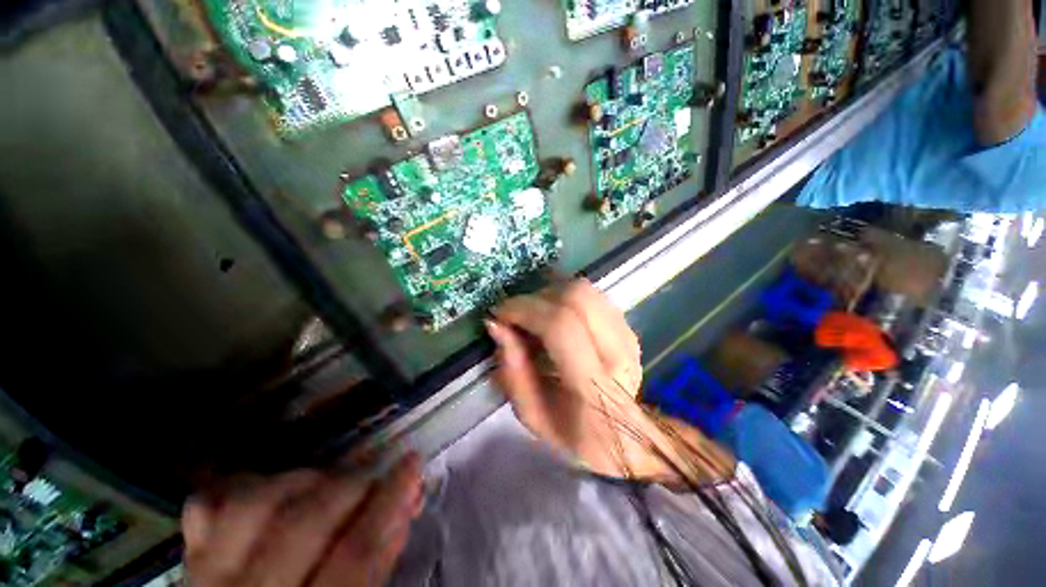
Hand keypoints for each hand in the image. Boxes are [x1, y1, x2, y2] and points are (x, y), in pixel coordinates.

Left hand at [182, 454, 422, 586]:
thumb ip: (378, 564)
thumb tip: (405, 504)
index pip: (354, 553)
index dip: (389, 500)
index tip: (412, 462)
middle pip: (302, 523)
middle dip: (351, 482)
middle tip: (377, 462)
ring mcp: (205, 579)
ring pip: (252, 504)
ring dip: (302, 478)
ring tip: (329, 476)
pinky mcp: (187, 560)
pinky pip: (209, 505)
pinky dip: (246, 483)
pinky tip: (274, 484)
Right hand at [488, 279, 730, 481]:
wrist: (621, 437)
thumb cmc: (572, 433)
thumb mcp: (531, 414)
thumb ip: (513, 369)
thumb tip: (496, 325)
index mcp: (592, 385)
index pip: (561, 326)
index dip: (526, 310)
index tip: (501, 312)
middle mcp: (617, 354)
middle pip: (577, 297)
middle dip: (538, 296)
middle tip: (518, 311)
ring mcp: (628, 338)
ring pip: (587, 290)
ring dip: (552, 292)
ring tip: (535, 311)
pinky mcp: (629, 329)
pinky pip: (594, 296)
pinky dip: (567, 297)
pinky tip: (556, 313)